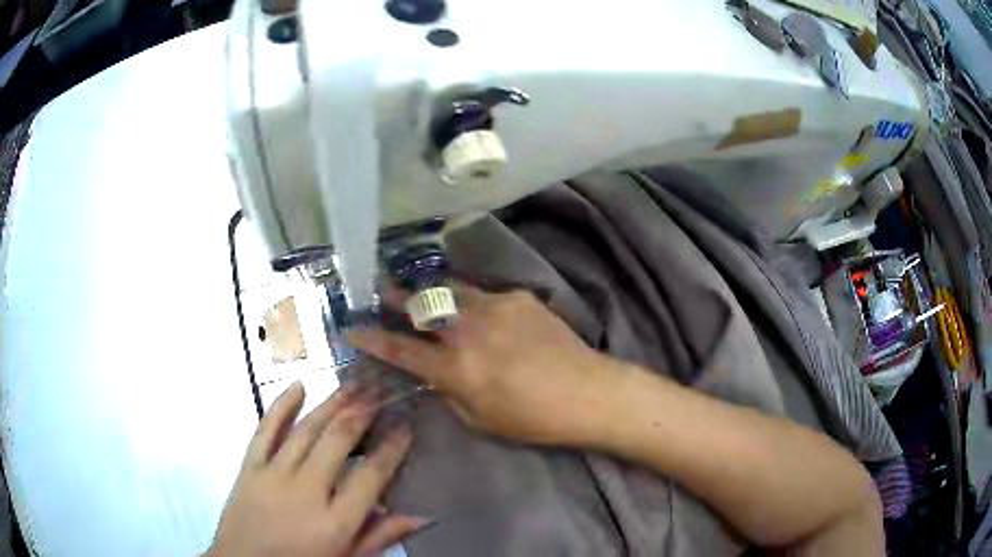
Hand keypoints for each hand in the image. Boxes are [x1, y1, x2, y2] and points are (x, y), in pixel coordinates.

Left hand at [207, 382, 427, 556]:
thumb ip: (380, 536)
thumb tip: (422, 515)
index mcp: (335, 521)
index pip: (372, 475)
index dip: (392, 447)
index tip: (405, 425)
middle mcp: (306, 491)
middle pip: (338, 441)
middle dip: (362, 412)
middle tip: (380, 390)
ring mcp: (274, 475)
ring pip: (306, 430)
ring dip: (331, 404)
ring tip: (352, 384)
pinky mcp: (249, 468)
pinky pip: (265, 430)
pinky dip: (281, 406)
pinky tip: (298, 386)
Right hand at [348, 286, 616, 445]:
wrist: (587, 392)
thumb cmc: (532, 418)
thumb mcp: (480, 419)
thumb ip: (449, 392)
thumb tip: (435, 373)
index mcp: (455, 367)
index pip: (400, 349)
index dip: (371, 338)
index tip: (352, 328)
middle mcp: (467, 330)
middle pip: (419, 305)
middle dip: (393, 297)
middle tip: (377, 289)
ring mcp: (494, 307)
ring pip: (449, 291)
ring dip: (431, 292)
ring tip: (420, 290)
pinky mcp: (517, 297)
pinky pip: (484, 295)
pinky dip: (474, 303)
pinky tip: (481, 313)